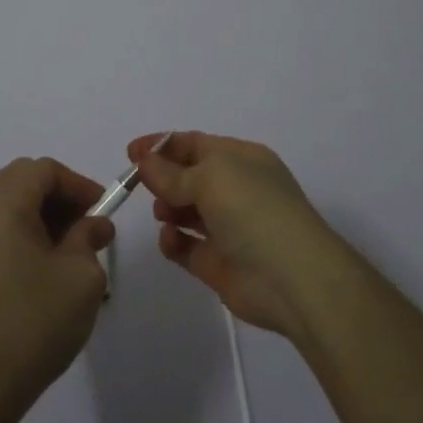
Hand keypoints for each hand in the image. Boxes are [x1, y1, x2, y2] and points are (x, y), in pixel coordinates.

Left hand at [0, 157, 116, 422]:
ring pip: (4, 205)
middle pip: (20, 181)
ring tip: (67, 250)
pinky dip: (17, 233)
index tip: (102, 209)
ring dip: (38, 215)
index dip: (77, 184)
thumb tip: (94, 225)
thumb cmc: (35, 323)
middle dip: (58, 197)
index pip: (43, 170)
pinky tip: (38, 268)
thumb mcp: (80, 277)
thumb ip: (89, 237)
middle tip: (87, 226)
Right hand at [131, 131, 340, 336]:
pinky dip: (173, 242)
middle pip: (188, 177)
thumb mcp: (210, 177)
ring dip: (167, 209)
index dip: (162, 146)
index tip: (131, 153)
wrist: (291, 277)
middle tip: (140, 184)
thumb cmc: (253, 209)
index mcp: (242, 159)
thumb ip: (171, 172)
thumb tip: (145, 162)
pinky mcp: (218, 263)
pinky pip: (186, 246)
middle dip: (163, 179)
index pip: (196, 144)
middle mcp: (236, 190)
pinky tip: (170, 240)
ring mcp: (228, 228)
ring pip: (186, 211)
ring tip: (163, 213)